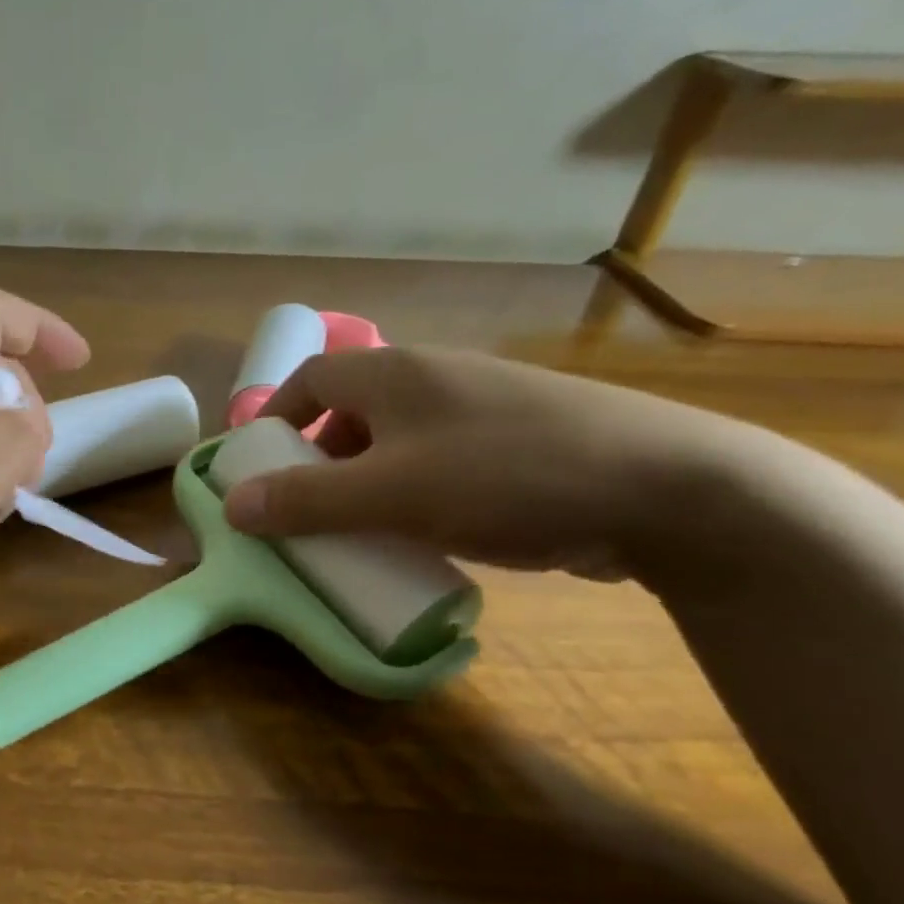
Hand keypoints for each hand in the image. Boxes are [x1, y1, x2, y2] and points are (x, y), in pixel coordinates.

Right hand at [221, 348, 761, 581]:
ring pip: (399, 437)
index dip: (277, 418)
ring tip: (365, 527)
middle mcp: (437, 377)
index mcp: (397, 373)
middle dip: (320, 459)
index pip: (312, 378)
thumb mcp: (391, 495)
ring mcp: (486, 407)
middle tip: (309, 508)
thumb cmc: (507, 477)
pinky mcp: (523, 440)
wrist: (672, 490)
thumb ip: (306, 501)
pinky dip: (416, 488)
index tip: (261, 466)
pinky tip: (431, 530)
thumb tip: (231, 506)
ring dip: (369, 478)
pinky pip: (443, 457)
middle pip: (353, 409)